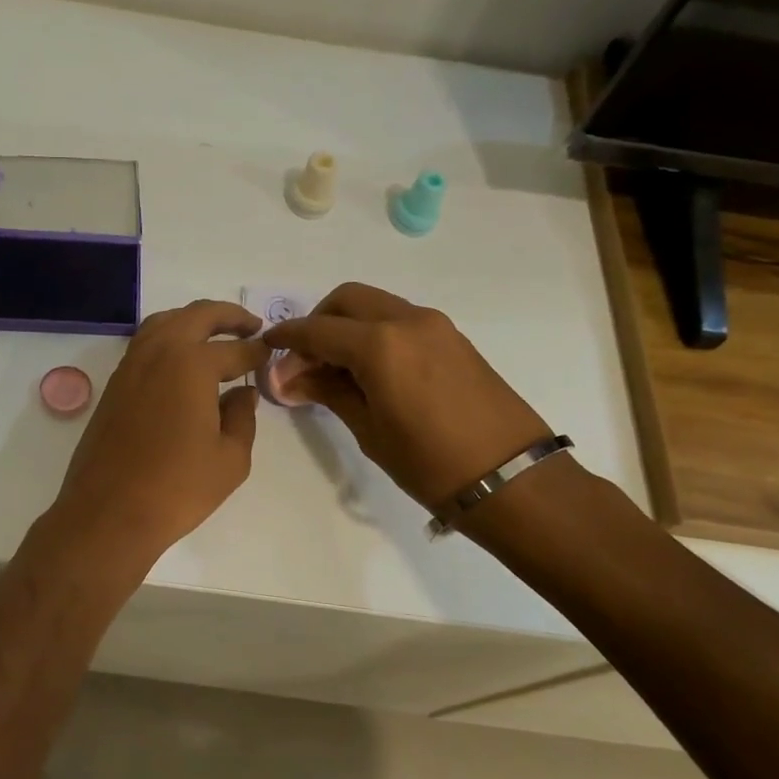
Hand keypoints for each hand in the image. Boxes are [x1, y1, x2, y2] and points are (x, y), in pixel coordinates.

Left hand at [45, 300, 269, 568]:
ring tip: (216, 333)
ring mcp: (131, 365)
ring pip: (165, 322)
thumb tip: (242, 394)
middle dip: (229, 316)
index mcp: (192, 364)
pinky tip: (181, 359)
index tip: (271, 353)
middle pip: (197, 315)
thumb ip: (242, 418)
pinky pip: (145, 343)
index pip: (234, 349)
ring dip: (194, 320)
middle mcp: (159, 352)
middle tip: (252, 325)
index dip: (257, 351)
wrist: (109, 513)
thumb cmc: (178, 488)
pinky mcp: (114, 384)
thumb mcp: (230, 458)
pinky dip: (169, 337)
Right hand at [264, 283, 550, 510]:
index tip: (266, 349)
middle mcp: (407, 320)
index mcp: (380, 344)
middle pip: (347, 300)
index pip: (318, 329)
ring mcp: (435, 326)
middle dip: (318, 321)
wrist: (511, 478)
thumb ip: (328, 392)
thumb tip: (288, 378)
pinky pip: (401, 320)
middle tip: (304, 360)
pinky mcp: (453, 338)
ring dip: (348, 325)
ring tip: (336, 369)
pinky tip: (371, 370)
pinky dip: (375, 332)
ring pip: (376, 305)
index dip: (287, 338)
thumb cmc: (430, 463)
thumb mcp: (369, 430)